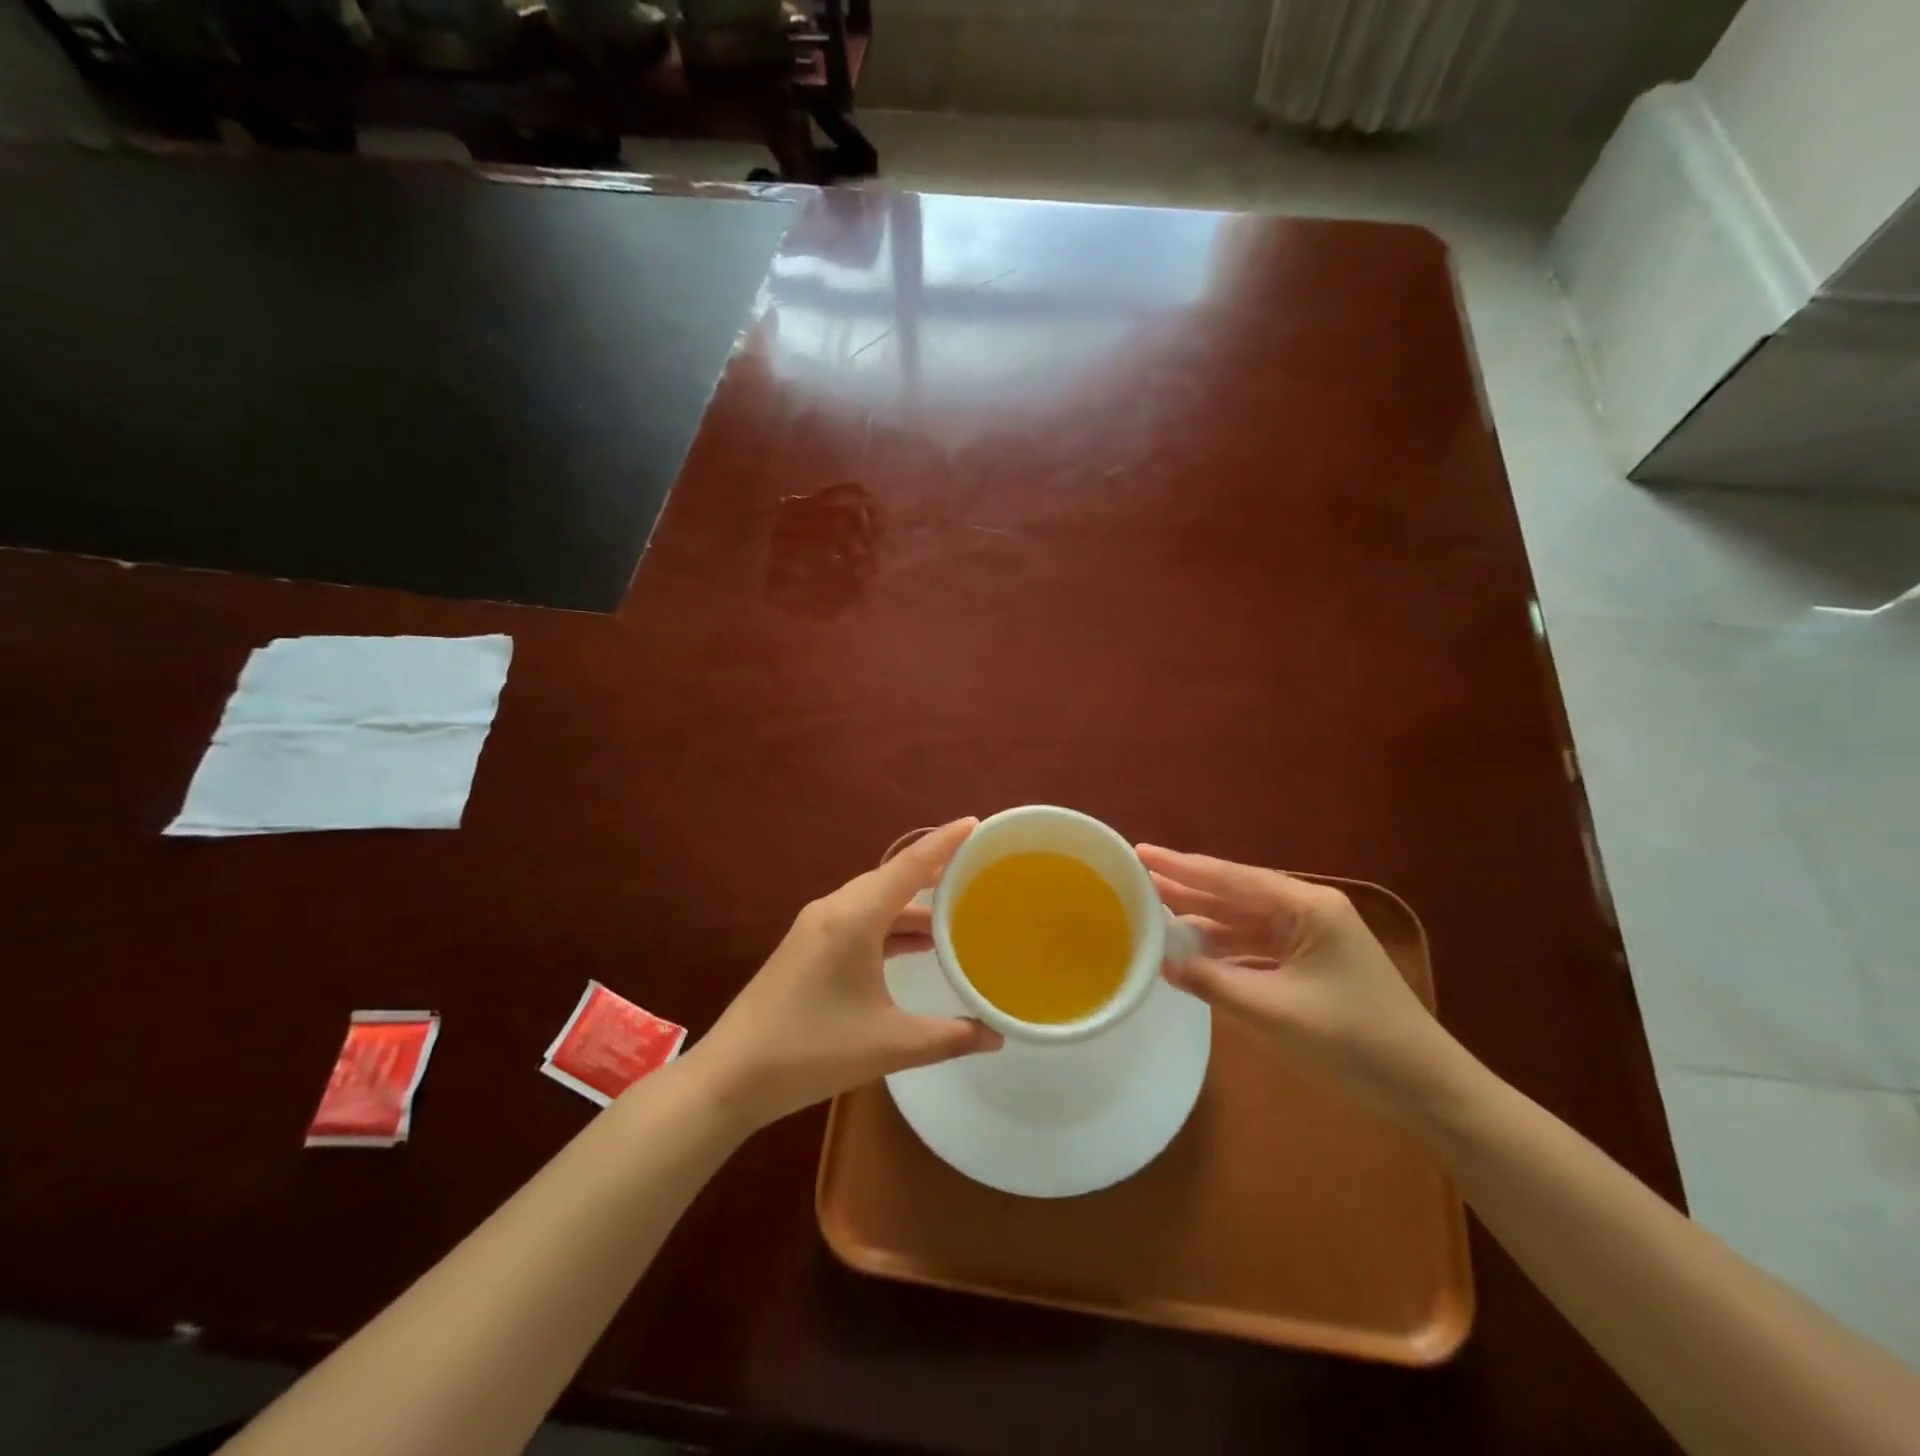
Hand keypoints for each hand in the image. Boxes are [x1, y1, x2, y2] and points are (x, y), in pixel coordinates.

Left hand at [686, 818, 1002, 1130]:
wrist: (731, 1077)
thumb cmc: (812, 1051)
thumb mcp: (889, 1044)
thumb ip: (949, 1037)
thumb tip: (997, 1036)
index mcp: (854, 917)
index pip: (908, 866)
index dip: (944, 842)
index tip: (975, 822)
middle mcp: (834, 910)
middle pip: (891, 877)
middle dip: (932, 869)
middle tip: (975, 866)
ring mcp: (816, 928)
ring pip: (874, 900)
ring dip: (911, 902)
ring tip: (954, 905)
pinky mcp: (807, 947)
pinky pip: (859, 919)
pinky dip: (890, 924)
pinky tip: (915, 943)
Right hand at [1139, 845, 1460, 1113]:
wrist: (1426, 1089)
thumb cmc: (1355, 1041)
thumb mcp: (1276, 1011)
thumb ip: (1215, 982)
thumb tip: (1165, 963)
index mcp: (1306, 907)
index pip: (1230, 879)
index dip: (1181, 866)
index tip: (1140, 852)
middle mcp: (1306, 911)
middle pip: (1233, 893)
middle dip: (1186, 886)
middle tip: (1136, 876)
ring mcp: (1309, 937)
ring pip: (1241, 920)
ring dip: (1201, 918)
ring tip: (1152, 909)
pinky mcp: (1308, 963)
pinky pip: (1254, 946)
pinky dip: (1222, 948)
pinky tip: (1192, 949)